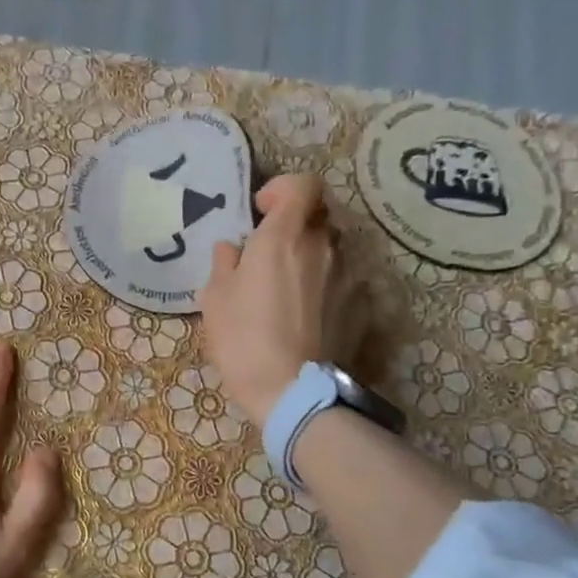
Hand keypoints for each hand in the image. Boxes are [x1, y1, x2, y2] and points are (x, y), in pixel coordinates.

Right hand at [200, 174, 347, 423]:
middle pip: (317, 217)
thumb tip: (232, 250)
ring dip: (311, 260)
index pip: (303, 184)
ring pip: (331, 250)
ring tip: (288, 293)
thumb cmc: (243, 340)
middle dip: (294, 228)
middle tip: (269, 257)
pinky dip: (326, 289)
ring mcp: (348, 276)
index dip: (283, 190)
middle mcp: (323, 246)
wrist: (293, 392)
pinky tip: (308, 318)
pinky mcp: (362, 305)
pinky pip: (342, 282)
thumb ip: (224, 264)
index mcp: (283, 238)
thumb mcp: (214, 300)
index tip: (262, 214)